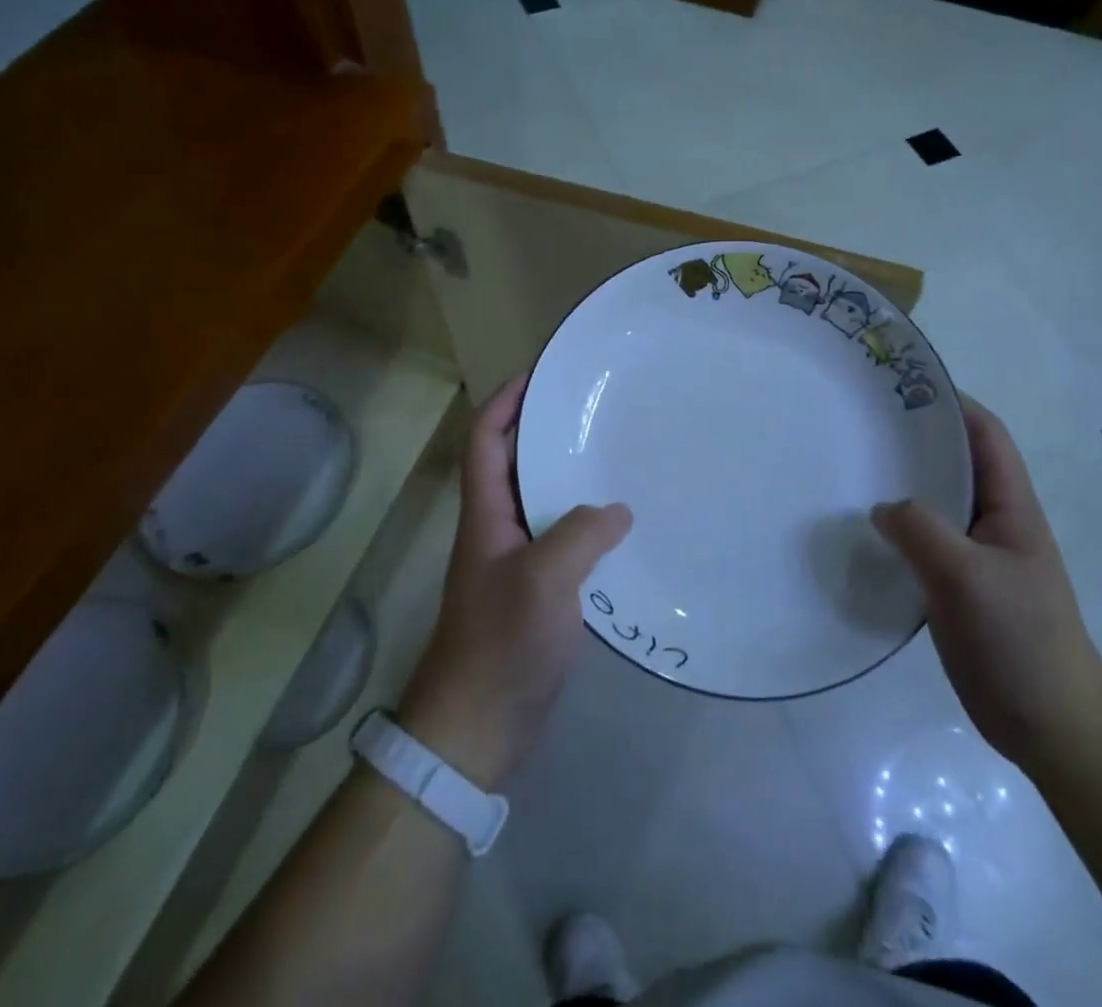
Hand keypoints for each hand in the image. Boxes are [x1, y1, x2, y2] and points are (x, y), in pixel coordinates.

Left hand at [398, 373, 631, 791]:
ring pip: (542, 502)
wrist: (478, 728)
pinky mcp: (537, 591)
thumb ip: (582, 534)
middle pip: (516, 464)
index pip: (486, 441)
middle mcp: (498, 529)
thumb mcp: (543, 579)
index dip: (505, 401)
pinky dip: (587, 524)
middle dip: (546, 430)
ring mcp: (517, 562)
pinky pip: (563, 541)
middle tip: (594, 409)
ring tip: (616, 456)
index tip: (540, 374)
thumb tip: (618, 510)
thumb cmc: (501, 642)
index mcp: (486, 514)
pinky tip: (623, 526)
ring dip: (571, 476)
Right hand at [872, 395, 1101, 776]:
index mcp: (1010, 506)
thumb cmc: (1020, 639)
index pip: (984, 435)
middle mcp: (992, 521)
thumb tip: (882, 506)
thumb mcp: (967, 575)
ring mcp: (974, 556)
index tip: (901, 384)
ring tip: (849, 468)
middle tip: (859, 422)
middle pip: (953, 462)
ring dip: (900, 484)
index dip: (951, 402)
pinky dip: (894, 529)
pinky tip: (860, 530)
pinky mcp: (954, 586)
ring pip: (933, 503)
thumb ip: (921, 530)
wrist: (1050, 726)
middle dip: (914, 438)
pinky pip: (921, 542)